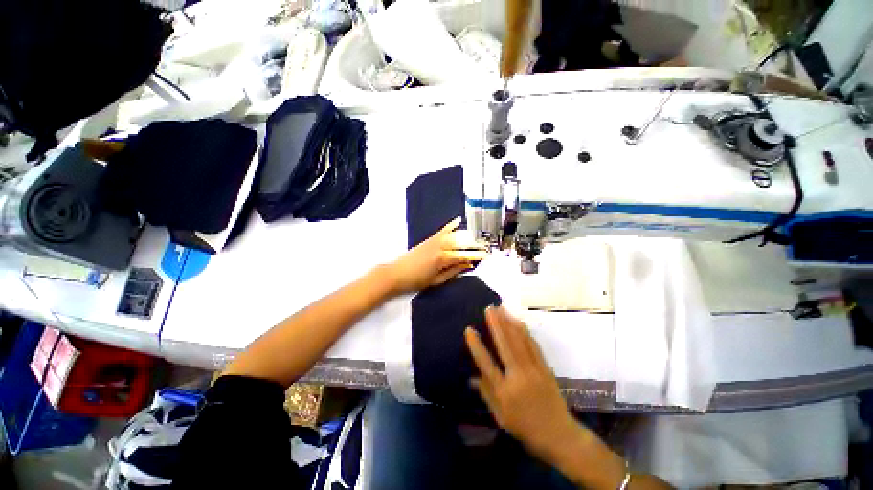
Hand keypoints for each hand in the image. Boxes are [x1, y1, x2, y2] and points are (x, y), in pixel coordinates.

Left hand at [386, 217, 487, 293]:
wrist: (396, 273)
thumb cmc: (416, 281)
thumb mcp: (437, 280)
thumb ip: (454, 271)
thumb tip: (468, 265)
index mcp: (443, 259)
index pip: (464, 255)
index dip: (477, 255)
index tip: (487, 255)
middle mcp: (440, 246)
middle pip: (462, 243)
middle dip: (475, 245)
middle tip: (486, 247)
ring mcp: (434, 241)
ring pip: (455, 235)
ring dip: (467, 236)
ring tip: (477, 239)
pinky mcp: (429, 239)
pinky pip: (442, 230)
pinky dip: (451, 225)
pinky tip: (458, 220)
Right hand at [465, 306, 583, 462]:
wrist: (559, 434)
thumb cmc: (525, 428)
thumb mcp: (501, 417)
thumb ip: (486, 394)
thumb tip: (471, 377)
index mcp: (504, 392)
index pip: (486, 364)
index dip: (476, 346)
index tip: (469, 329)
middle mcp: (518, 377)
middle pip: (505, 345)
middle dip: (496, 324)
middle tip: (489, 308)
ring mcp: (534, 370)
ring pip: (520, 342)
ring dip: (510, 323)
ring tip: (502, 309)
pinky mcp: (545, 368)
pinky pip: (533, 346)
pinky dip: (525, 332)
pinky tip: (519, 322)